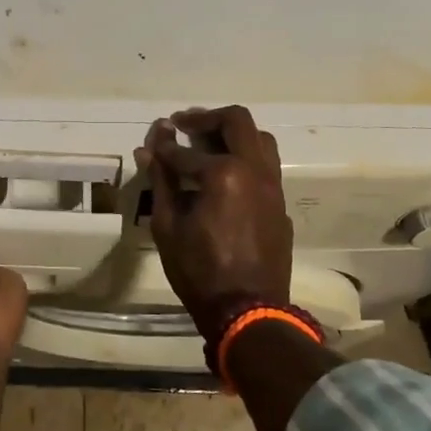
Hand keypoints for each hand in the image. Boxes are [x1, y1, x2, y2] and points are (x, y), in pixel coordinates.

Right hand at [134, 106, 292, 335]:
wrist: (249, 312)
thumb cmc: (200, 271)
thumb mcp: (168, 226)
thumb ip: (161, 181)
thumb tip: (149, 149)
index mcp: (224, 173)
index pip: (185, 150)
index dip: (164, 145)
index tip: (153, 140)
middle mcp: (254, 170)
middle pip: (237, 121)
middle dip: (206, 118)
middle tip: (184, 125)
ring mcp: (273, 187)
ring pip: (260, 139)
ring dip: (233, 134)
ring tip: (208, 145)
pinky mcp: (281, 205)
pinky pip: (266, 168)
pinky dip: (245, 160)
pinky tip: (225, 179)